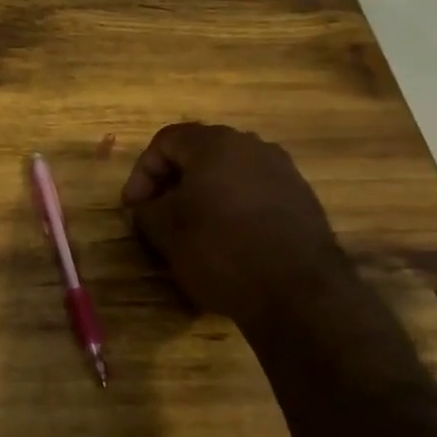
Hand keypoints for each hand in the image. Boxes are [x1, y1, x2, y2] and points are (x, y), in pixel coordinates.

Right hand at [121, 122, 346, 321]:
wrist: (299, 295)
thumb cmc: (221, 250)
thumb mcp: (165, 230)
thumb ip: (146, 209)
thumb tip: (148, 207)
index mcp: (215, 143)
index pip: (165, 142)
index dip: (141, 173)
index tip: (133, 208)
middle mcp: (253, 146)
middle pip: (199, 154)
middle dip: (173, 182)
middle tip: (158, 214)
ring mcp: (284, 172)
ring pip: (229, 174)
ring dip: (204, 195)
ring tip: (192, 229)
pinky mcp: (303, 201)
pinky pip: (255, 194)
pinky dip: (233, 209)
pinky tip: (228, 240)